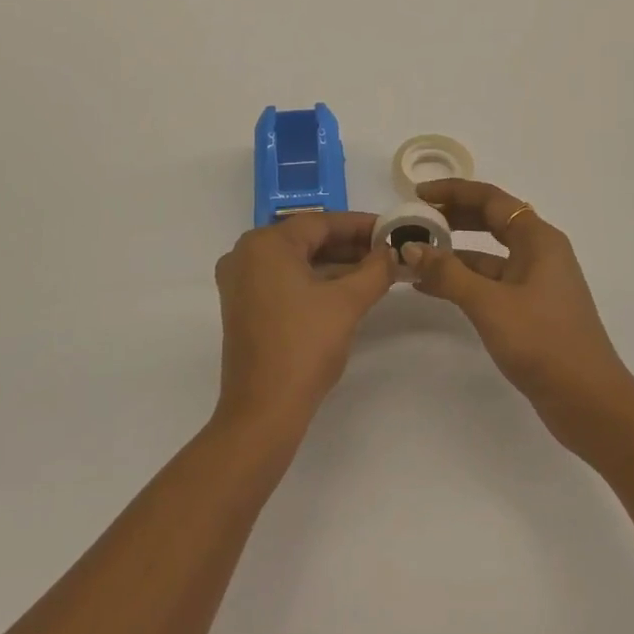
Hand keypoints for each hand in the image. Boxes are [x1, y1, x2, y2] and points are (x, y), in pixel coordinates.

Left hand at [212, 211, 394, 436]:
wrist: (263, 411)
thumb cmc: (304, 347)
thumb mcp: (347, 303)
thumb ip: (375, 270)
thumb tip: (392, 252)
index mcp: (265, 244)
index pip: (321, 222)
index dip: (361, 225)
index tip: (392, 229)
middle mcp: (246, 254)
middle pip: (307, 240)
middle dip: (350, 245)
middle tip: (388, 250)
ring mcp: (241, 282)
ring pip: (297, 261)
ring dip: (335, 264)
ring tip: (376, 269)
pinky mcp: (244, 306)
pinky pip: (285, 280)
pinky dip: (315, 281)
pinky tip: (348, 288)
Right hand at [407, 179, 633, 451]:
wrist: (589, 402)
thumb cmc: (543, 342)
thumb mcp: (490, 304)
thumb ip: (448, 273)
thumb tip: (411, 247)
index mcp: (538, 238)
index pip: (491, 198)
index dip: (453, 192)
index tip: (418, 195)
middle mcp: (539, 252)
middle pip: (490, 220)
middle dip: (452, 217)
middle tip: (414, 221)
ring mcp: (536, 281)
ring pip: (488, 254)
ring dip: (453, 252)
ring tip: (414, 255)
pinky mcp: (530, 308)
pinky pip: (490, 281)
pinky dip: (463, 280)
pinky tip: (431, 287)